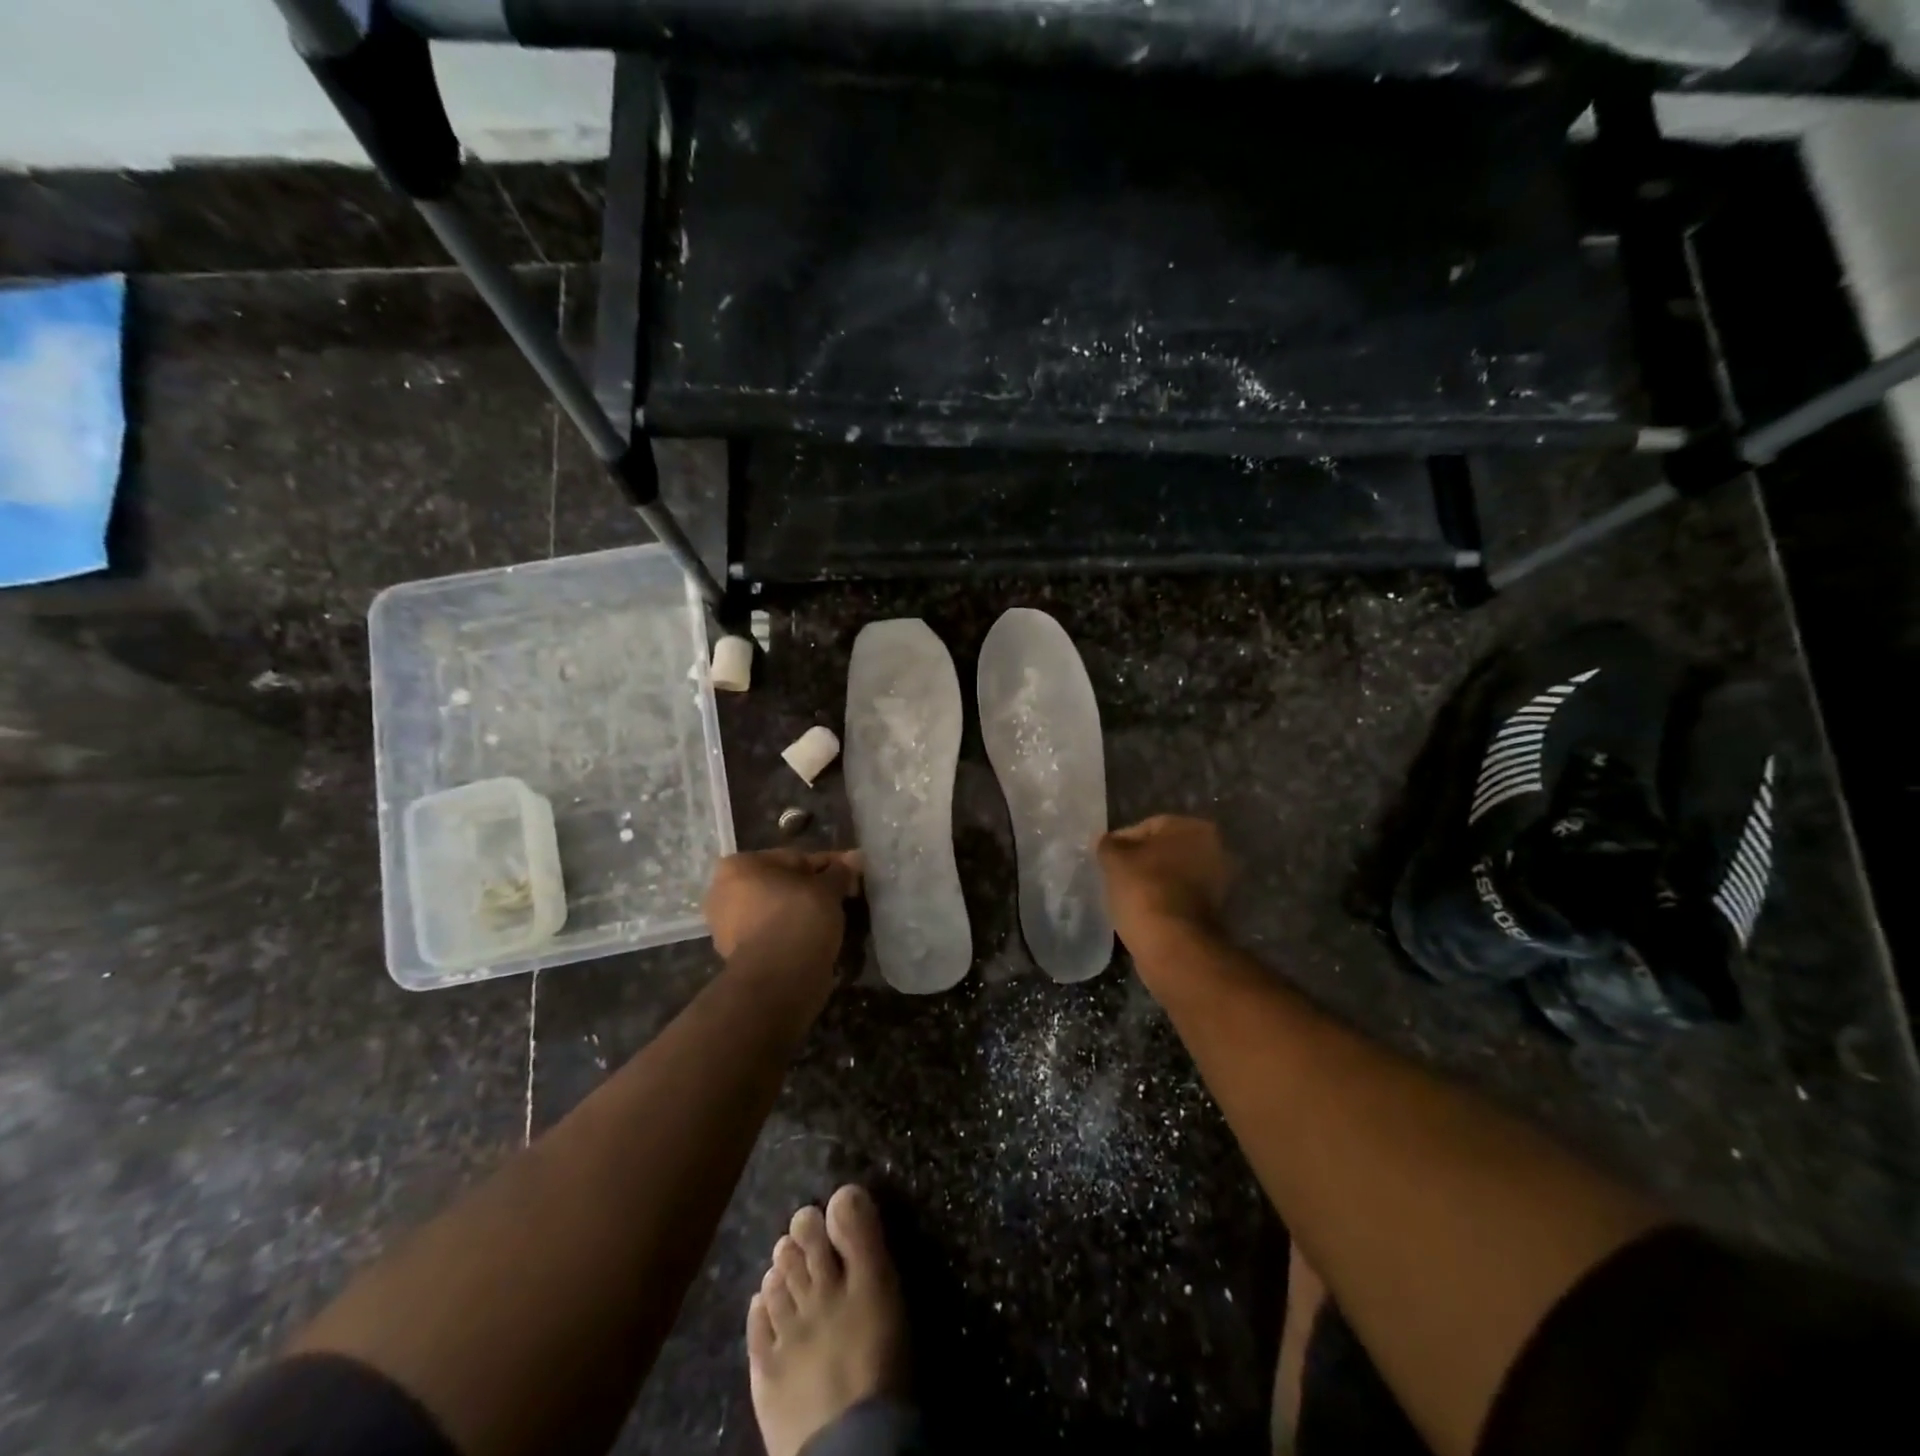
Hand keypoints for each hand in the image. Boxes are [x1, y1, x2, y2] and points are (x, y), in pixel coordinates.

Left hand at [704, 849, 862, 965]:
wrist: (778, 979)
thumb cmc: (798, 918)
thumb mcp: (827, 889)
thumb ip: (840, 872)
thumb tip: (856, 856)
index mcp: (738, 866)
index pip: (795, 858)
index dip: (828, 866)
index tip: (851, 875)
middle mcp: (723, 892)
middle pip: (782, 884)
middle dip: (811, 889)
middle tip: (844, 896)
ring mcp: (726, 926)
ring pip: (776, 909)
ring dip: (802, 911)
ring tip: (833, 919)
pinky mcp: (737, 955)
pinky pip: (773, 933)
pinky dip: (792, 933)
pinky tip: (816, 937)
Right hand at [1096, 815, 1234, 953]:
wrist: (1172, 944)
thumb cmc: (1144, 889)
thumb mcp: (1114, 859)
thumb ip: (1108, 844)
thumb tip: (1107, 842)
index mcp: (1195, 828)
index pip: (1148, 826)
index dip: (1122, 842)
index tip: (1105, 859)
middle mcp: (1215, 850)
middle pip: (1164, 851)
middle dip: (1141, 861)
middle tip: (1115, 875)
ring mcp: (1218, 883)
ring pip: (1173, 875)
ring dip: (1152, 882)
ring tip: (1126, 895)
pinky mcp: (1214, 912)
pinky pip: (1179, 897)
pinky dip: (1162, 901)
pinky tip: (1142, 910)